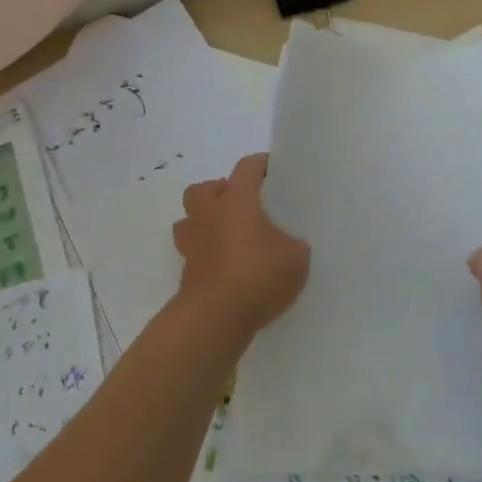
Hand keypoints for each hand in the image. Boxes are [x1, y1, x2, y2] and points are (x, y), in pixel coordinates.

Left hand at [173, 154, 309, 336]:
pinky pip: (194, 253)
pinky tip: (226, 267)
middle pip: (202, 190)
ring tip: (227, 236)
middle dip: (218, 192)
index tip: (273, 169)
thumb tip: (290, 244)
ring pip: (189, 221)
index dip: (260, 165)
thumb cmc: (258, 275)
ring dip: (204, 223)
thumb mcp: (296, 258)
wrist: (215, 317)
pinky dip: (206, 255)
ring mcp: (192, 244)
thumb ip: (294, 245)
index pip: (246, 168)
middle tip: (239, 205)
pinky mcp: (186, 273)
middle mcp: (209, 215)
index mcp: (237, 201)